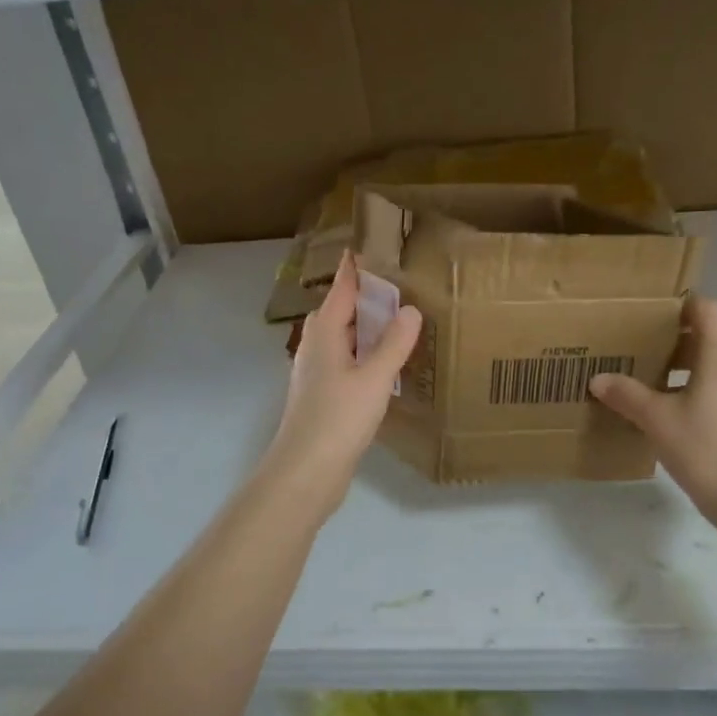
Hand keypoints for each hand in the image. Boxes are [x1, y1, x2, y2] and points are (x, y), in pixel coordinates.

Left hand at [258, 253, 421, 517]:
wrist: (306, 472)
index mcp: (324, 332)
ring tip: (400, 317)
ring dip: (368, 326)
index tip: (372, 243)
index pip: (342, 287)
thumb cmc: (338, 418)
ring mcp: (318, 371)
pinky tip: (387, 362)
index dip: (357, 266)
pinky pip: (349, 360)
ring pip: (346, 337)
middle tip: (402, 280)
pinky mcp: (325, 395)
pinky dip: (367, 352)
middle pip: (342, 310)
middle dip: (367, 295)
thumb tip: (410, 309)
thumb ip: (394, 343)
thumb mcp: (374, 378)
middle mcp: (317, 345)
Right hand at [589, 294, 716, 522]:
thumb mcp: (657, 420)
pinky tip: (685, 422)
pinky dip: (708, 397)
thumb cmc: (704, 450)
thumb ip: (627, 395)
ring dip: (692, 373)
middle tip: (644, 354)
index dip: (682, 305)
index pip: (707, 308)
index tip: (654, 316)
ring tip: (659, 390)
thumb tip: (599, 379)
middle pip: (712, 340)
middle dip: (678, 344)